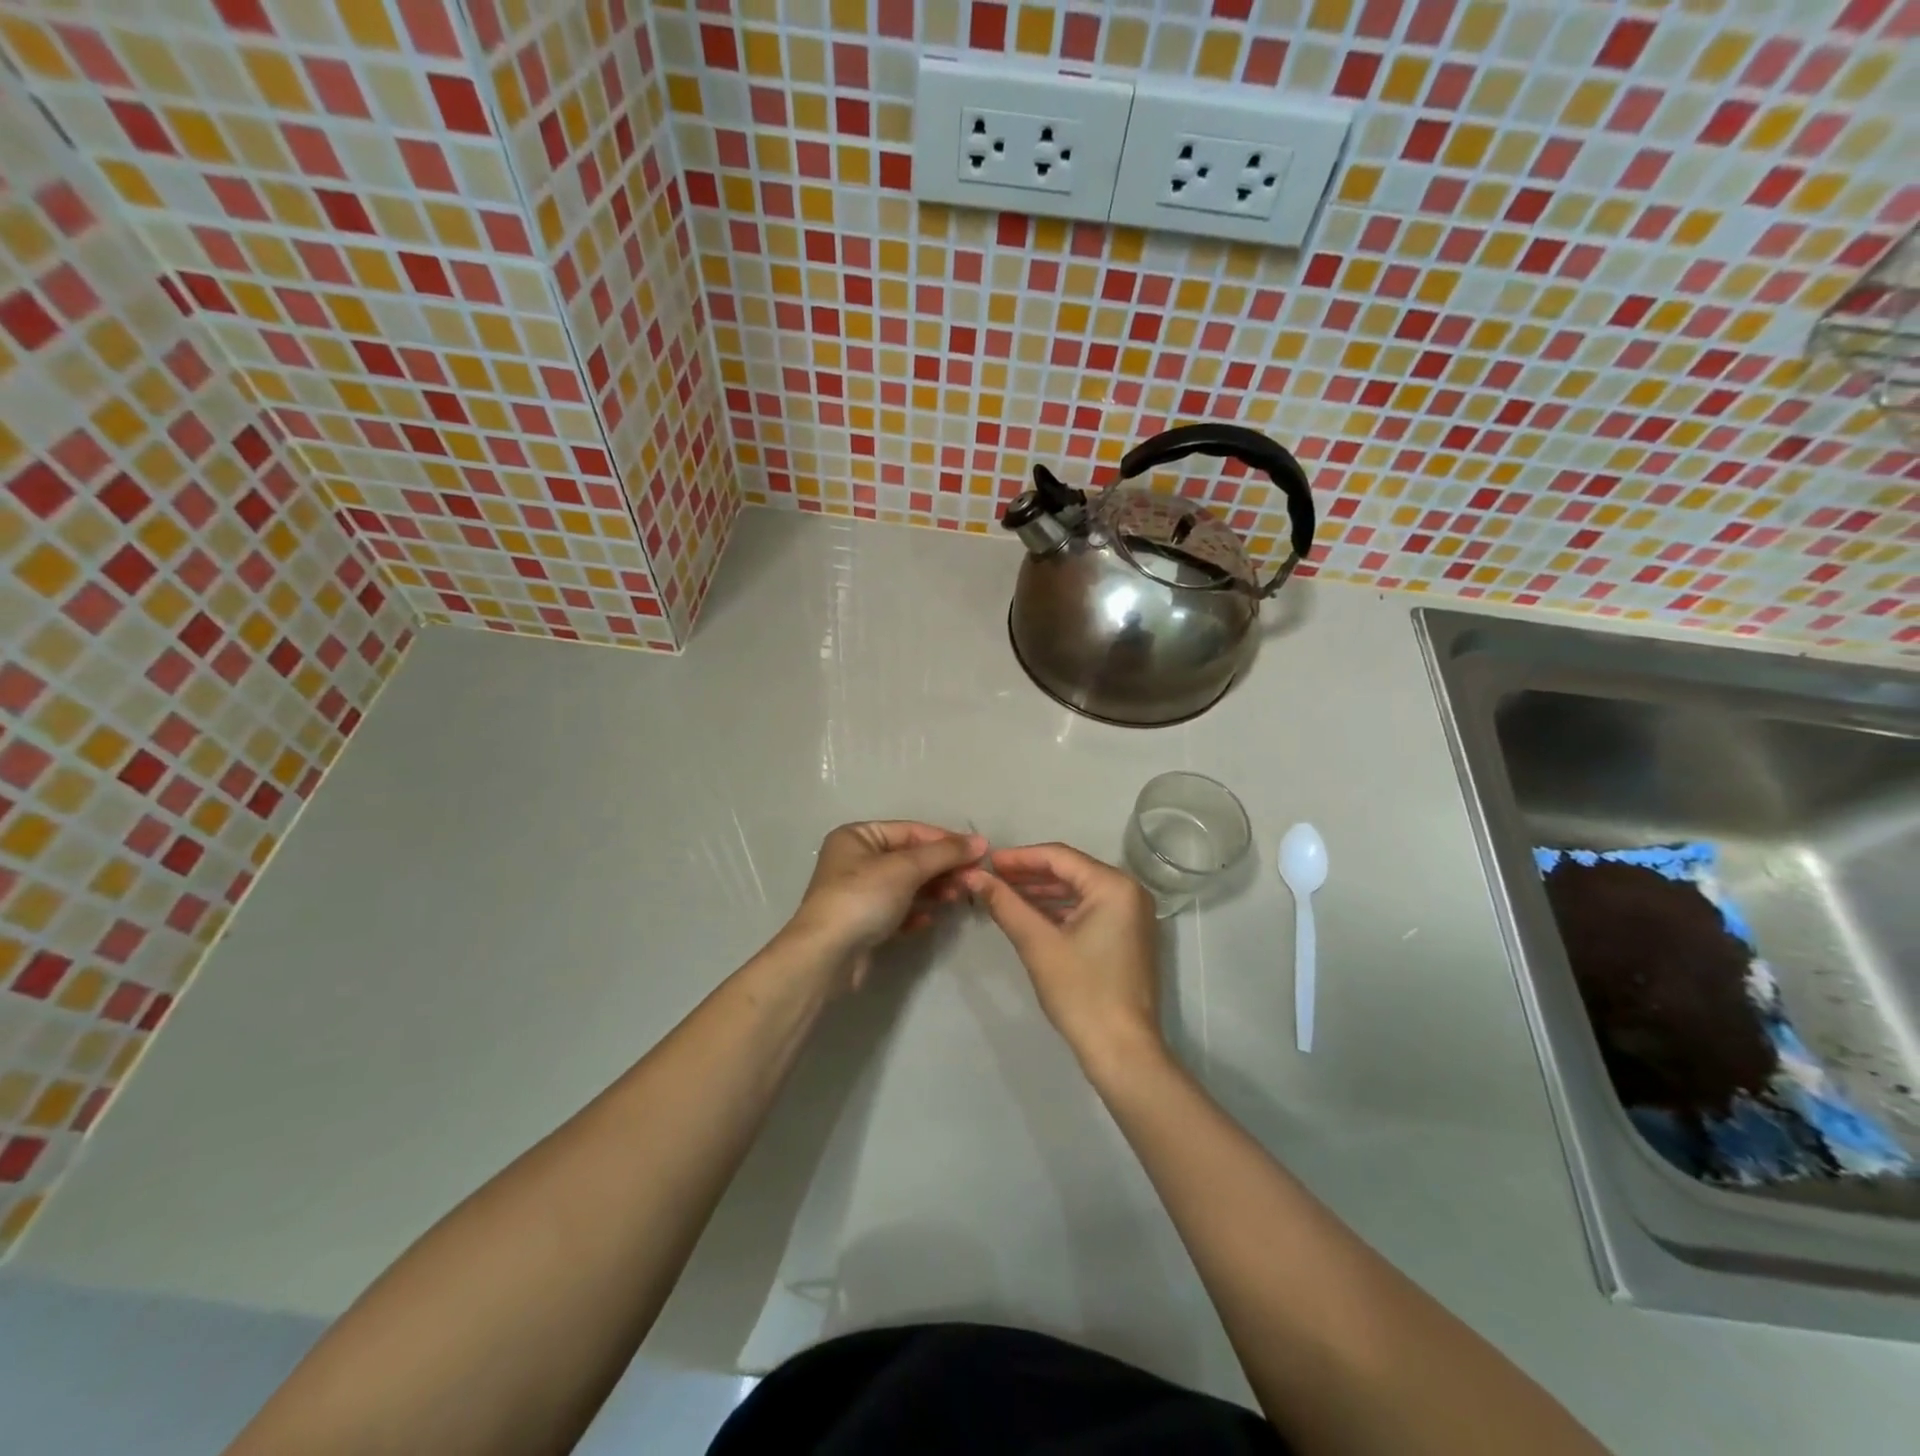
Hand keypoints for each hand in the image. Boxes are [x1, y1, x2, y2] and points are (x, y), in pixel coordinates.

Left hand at [783, 821, 983, 991]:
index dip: (946, 840)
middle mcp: (856, 860)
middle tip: (971, 880)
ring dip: (933, 889)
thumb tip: (981, 841)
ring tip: (955, 898)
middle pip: (910, 858)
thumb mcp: (906, 868)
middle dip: (941, 868)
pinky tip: (929, 919)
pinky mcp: (864, 922)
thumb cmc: (863, 898)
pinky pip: (898, 910)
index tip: (979, 853)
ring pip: (907, 885)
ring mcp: (859, 893)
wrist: (827, 956)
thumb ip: (945, 853)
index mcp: (858, 836)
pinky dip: (916, 912)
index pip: (911, 830)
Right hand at [964, 843, 1164, 1072]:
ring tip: (1003, 894)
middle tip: (991, 878)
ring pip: (1078, 891)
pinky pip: (1088, 909)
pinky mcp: (1127, 935)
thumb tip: (974, 877)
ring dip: (1042, 892)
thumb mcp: (1037, 944)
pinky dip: (1059, 910)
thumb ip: (1005, 904)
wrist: (1121, 1050)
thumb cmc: (1081, 992)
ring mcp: (1131, 914)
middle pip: (1070, 871)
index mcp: (1114, 886)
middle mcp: (1129, 892)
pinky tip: (1030, 914)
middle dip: (1029, 874)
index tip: (987, 862)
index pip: (1060, 857)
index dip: (1020, 857)